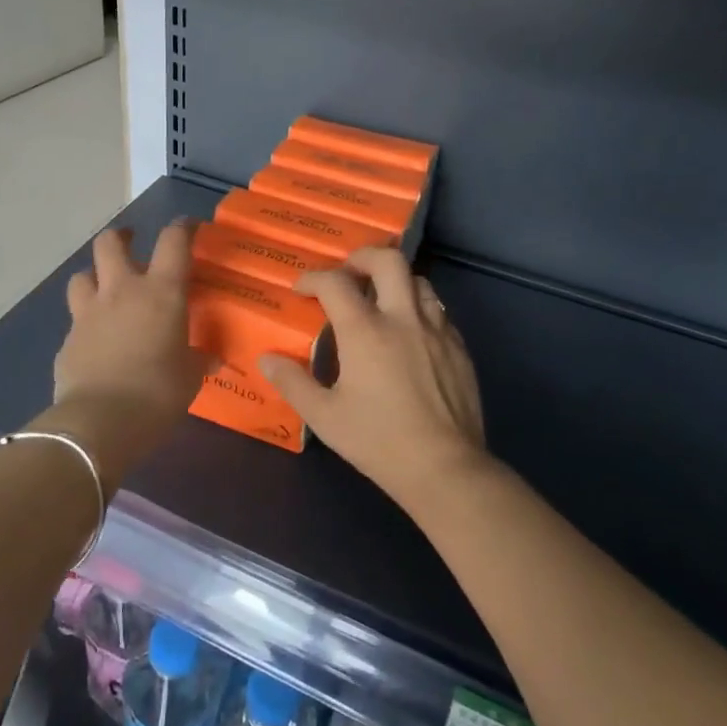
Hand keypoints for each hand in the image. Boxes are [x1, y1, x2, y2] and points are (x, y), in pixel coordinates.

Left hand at [48, 222, 209, 485]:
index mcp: (160, 292)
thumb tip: (212, 357)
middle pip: (110, 243)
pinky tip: (95, 342)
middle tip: (132, 245)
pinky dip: (87, 324)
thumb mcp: (190, 377)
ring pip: (82, 275)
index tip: (189, 227)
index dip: (182, 227)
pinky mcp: (67, 341)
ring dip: (95, 276)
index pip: (173, 242)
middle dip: (122, 238)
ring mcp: (88, 314)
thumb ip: (199, 359)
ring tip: (106, 289)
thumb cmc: (158, 393)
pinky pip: (76, 321)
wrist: (100, 423)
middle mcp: (121, 292)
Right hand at [259, 247, 488, 517]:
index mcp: (365, 331)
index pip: (336, 283)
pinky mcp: (459, 347)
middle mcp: (403, 318)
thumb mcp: (325, 417)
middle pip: (388, 260)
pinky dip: (418, 307)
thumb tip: (267, 359)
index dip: (314, 278)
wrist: (445, 468)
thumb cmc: (378, 441)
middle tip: (347, 272)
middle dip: (362, 257)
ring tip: (380, 299)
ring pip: (418, 280)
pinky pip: (438, 310)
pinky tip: (409, 332)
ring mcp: (437, 330)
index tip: (302, 289)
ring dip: (395, 280)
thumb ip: (293, 383)